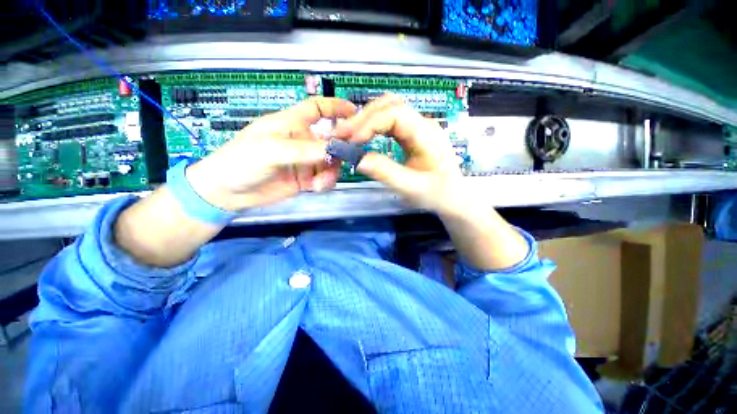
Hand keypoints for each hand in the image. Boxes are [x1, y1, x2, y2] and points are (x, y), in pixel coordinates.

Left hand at [186, 98, 356, 210]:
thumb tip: (335, 150)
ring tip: (322, 181)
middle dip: (340, 148)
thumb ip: (305, 150)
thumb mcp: (272, 150)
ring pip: (330, 163)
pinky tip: (317, 187)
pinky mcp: (305, 179)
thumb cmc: (241, 160)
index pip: (316, 109)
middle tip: (348, 158)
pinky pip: (324, 179)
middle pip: (331, 140)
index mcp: (291, 124)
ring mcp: (305, 162)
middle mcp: (302, 142)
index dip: (335, 108)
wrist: (227, 192)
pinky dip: (325, 183)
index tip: (354, 113)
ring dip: (332, 171)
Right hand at [336, 94, 528, 269]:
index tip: (350, 141)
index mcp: (427, 134)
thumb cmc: (438, 194)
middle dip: (362, 117)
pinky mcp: (413, 134)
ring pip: (388, 109)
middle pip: (389, 105)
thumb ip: (385, 172)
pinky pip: (389, 122)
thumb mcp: (412, 188)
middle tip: (341, 135)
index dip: (368, 124)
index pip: (394, 114)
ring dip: (366, 119)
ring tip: (348, 135)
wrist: (454, 197)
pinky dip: (373, 126)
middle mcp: (423, 124)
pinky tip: (363, 137)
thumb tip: (357, 159)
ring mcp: (418, 127)